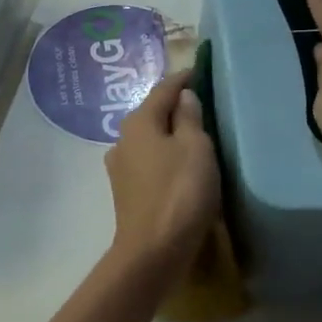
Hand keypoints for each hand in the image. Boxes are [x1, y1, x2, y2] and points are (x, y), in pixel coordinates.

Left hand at [104, 68, 220, 289]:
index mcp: (139, 121)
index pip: (163, 89)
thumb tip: (183, 97)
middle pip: (152, 113)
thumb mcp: (196, 148)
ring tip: (193, 134)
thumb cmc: (180, 192)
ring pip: (149, 139)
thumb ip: (190, 117)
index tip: (200, 70)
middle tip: (201, 102)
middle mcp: (123, 138)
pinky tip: (177, 164)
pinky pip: (148, 161)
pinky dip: (163, 156)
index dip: (183, 78)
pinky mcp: (125, 190)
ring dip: (168, 133)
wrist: (153, 251)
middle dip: (175, 106)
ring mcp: (120, 166)